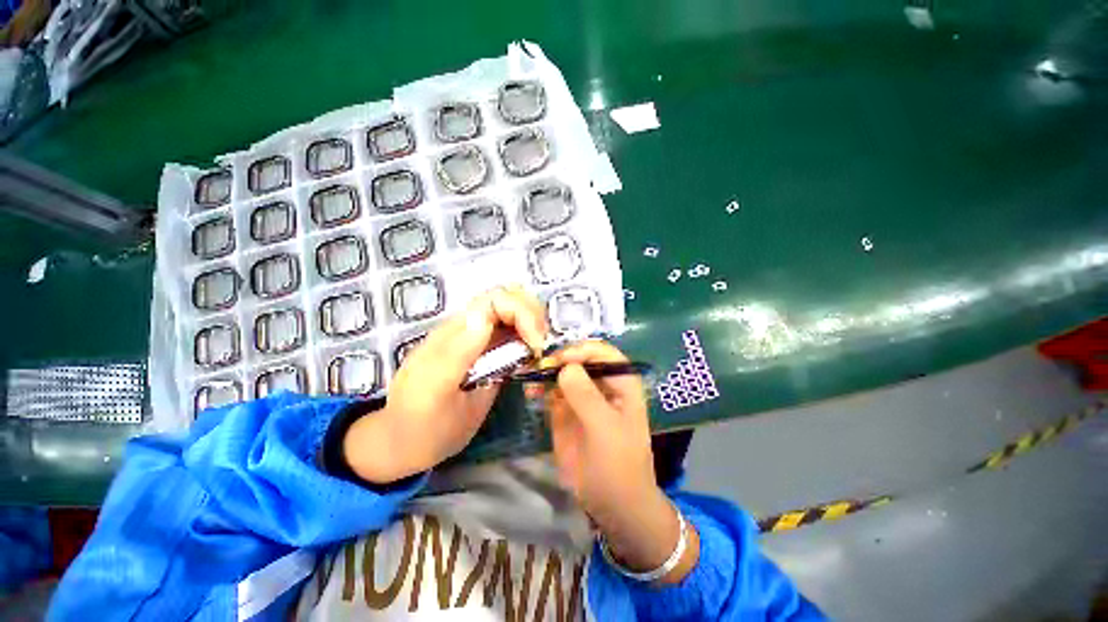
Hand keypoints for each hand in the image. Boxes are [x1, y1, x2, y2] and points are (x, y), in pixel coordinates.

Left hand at [343, 286, 547, 483]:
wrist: (407, 442)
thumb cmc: (419, 423)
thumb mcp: (432, 393)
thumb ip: (455, 354)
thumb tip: (482, 318)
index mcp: (455, 332)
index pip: (496, 299)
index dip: (522, 312)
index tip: (536, 345)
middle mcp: (470, 328)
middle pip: (509, 298)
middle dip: (532, 314)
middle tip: (540, 347)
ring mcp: (481, 340)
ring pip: (515, 312)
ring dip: (534, 324)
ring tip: (538, 351)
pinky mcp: (490, 353)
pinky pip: (516, 333)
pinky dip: (530, 338)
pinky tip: (532, 358)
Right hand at [545, 341, 697, 581]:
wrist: (613, 504)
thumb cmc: (618, 465)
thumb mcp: (605, 430)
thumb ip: (586, 397)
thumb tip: (565, 366)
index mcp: (621, 382)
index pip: (602, 352)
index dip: (582, 350)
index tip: (561, 360)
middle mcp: (601, 383)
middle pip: (579, 358)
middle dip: (559, 358)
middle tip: (540, 366)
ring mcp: (582, 396)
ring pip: (562, 372)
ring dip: (546, 371)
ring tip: (530, 377)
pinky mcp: (566, 410)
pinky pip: (551, 391)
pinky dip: (540, 387)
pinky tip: (531, 392)